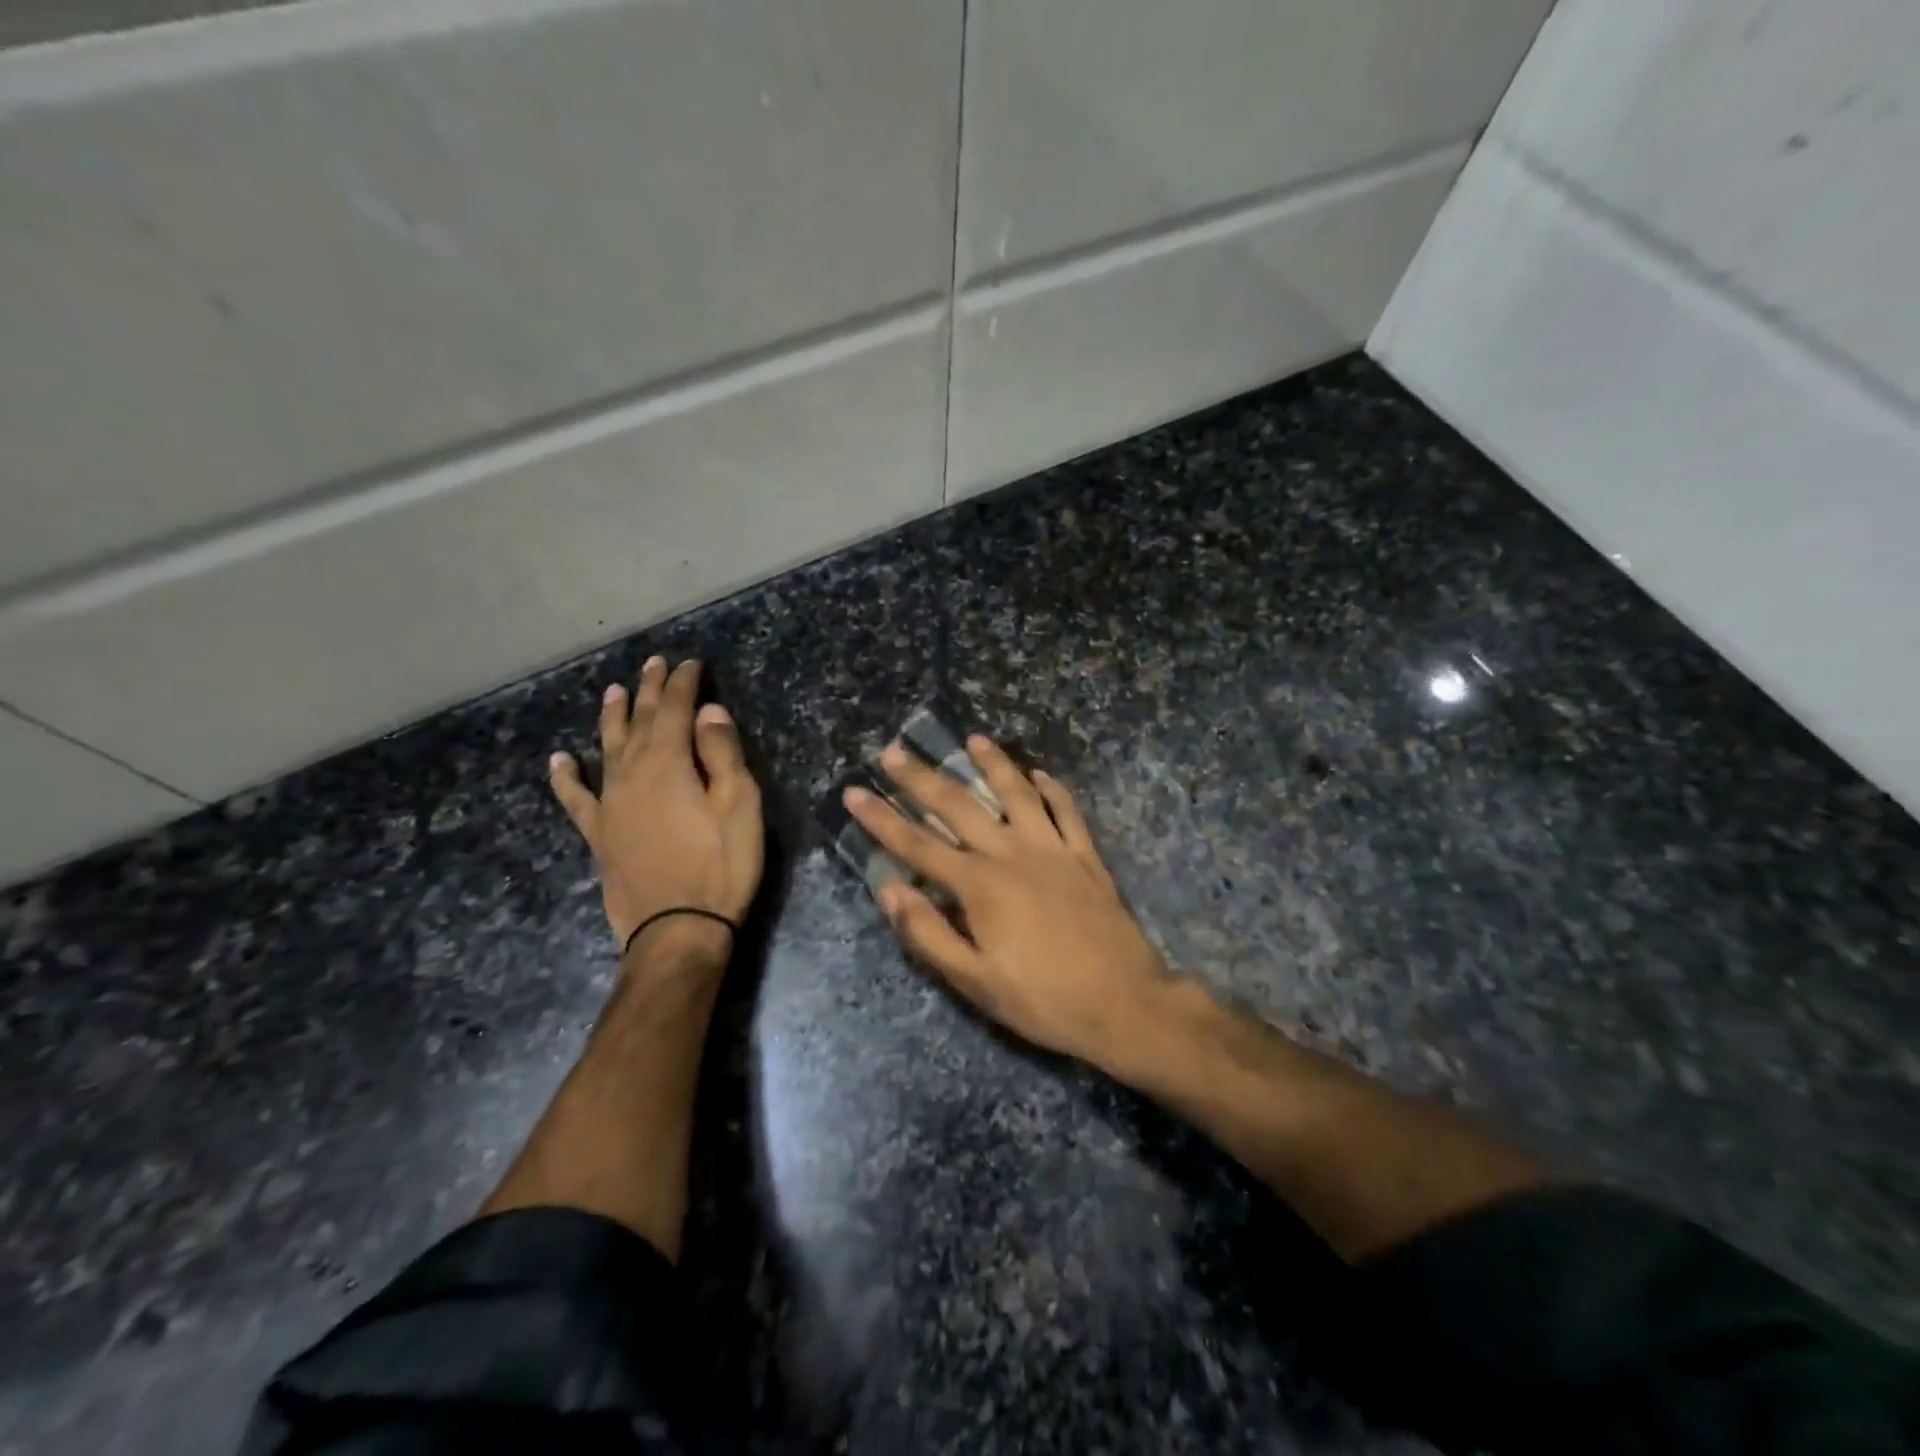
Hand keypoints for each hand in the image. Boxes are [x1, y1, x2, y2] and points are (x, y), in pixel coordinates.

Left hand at [550, 657, 763, 959]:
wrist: (678, 930)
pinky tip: (560, 760)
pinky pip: (576, 797)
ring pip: (607, 748)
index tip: (691, 663)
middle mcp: (631, 773)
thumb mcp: (738, 804)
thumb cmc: (721, 865)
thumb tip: (708, 712)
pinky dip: (566, 776)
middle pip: (639, 721)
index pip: (675, 709)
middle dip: (649, 690)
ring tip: (613, 691)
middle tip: (654, 663)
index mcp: (669, 762)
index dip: (684, 683)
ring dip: (611, 717)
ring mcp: (609, 803)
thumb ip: (722, 753)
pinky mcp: (598, 833)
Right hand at [845, 737, 1170, 1069]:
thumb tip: (890, 890)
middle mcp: (1012, 854)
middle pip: (959, 806)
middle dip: (922, 778)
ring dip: (993, 764)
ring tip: (973, 740)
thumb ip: (929, 934)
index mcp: (980, 885)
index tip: (855, 792)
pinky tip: (1039, 774)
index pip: (918, 844)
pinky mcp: (1086, 856)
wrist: (1124, 1003)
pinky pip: (1067, 811)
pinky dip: (1053, 789)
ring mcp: (1054, 849)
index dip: (882, 818)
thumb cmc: (1043, 999)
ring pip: (1017, 794)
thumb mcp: (976, 981)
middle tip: (895, 751)